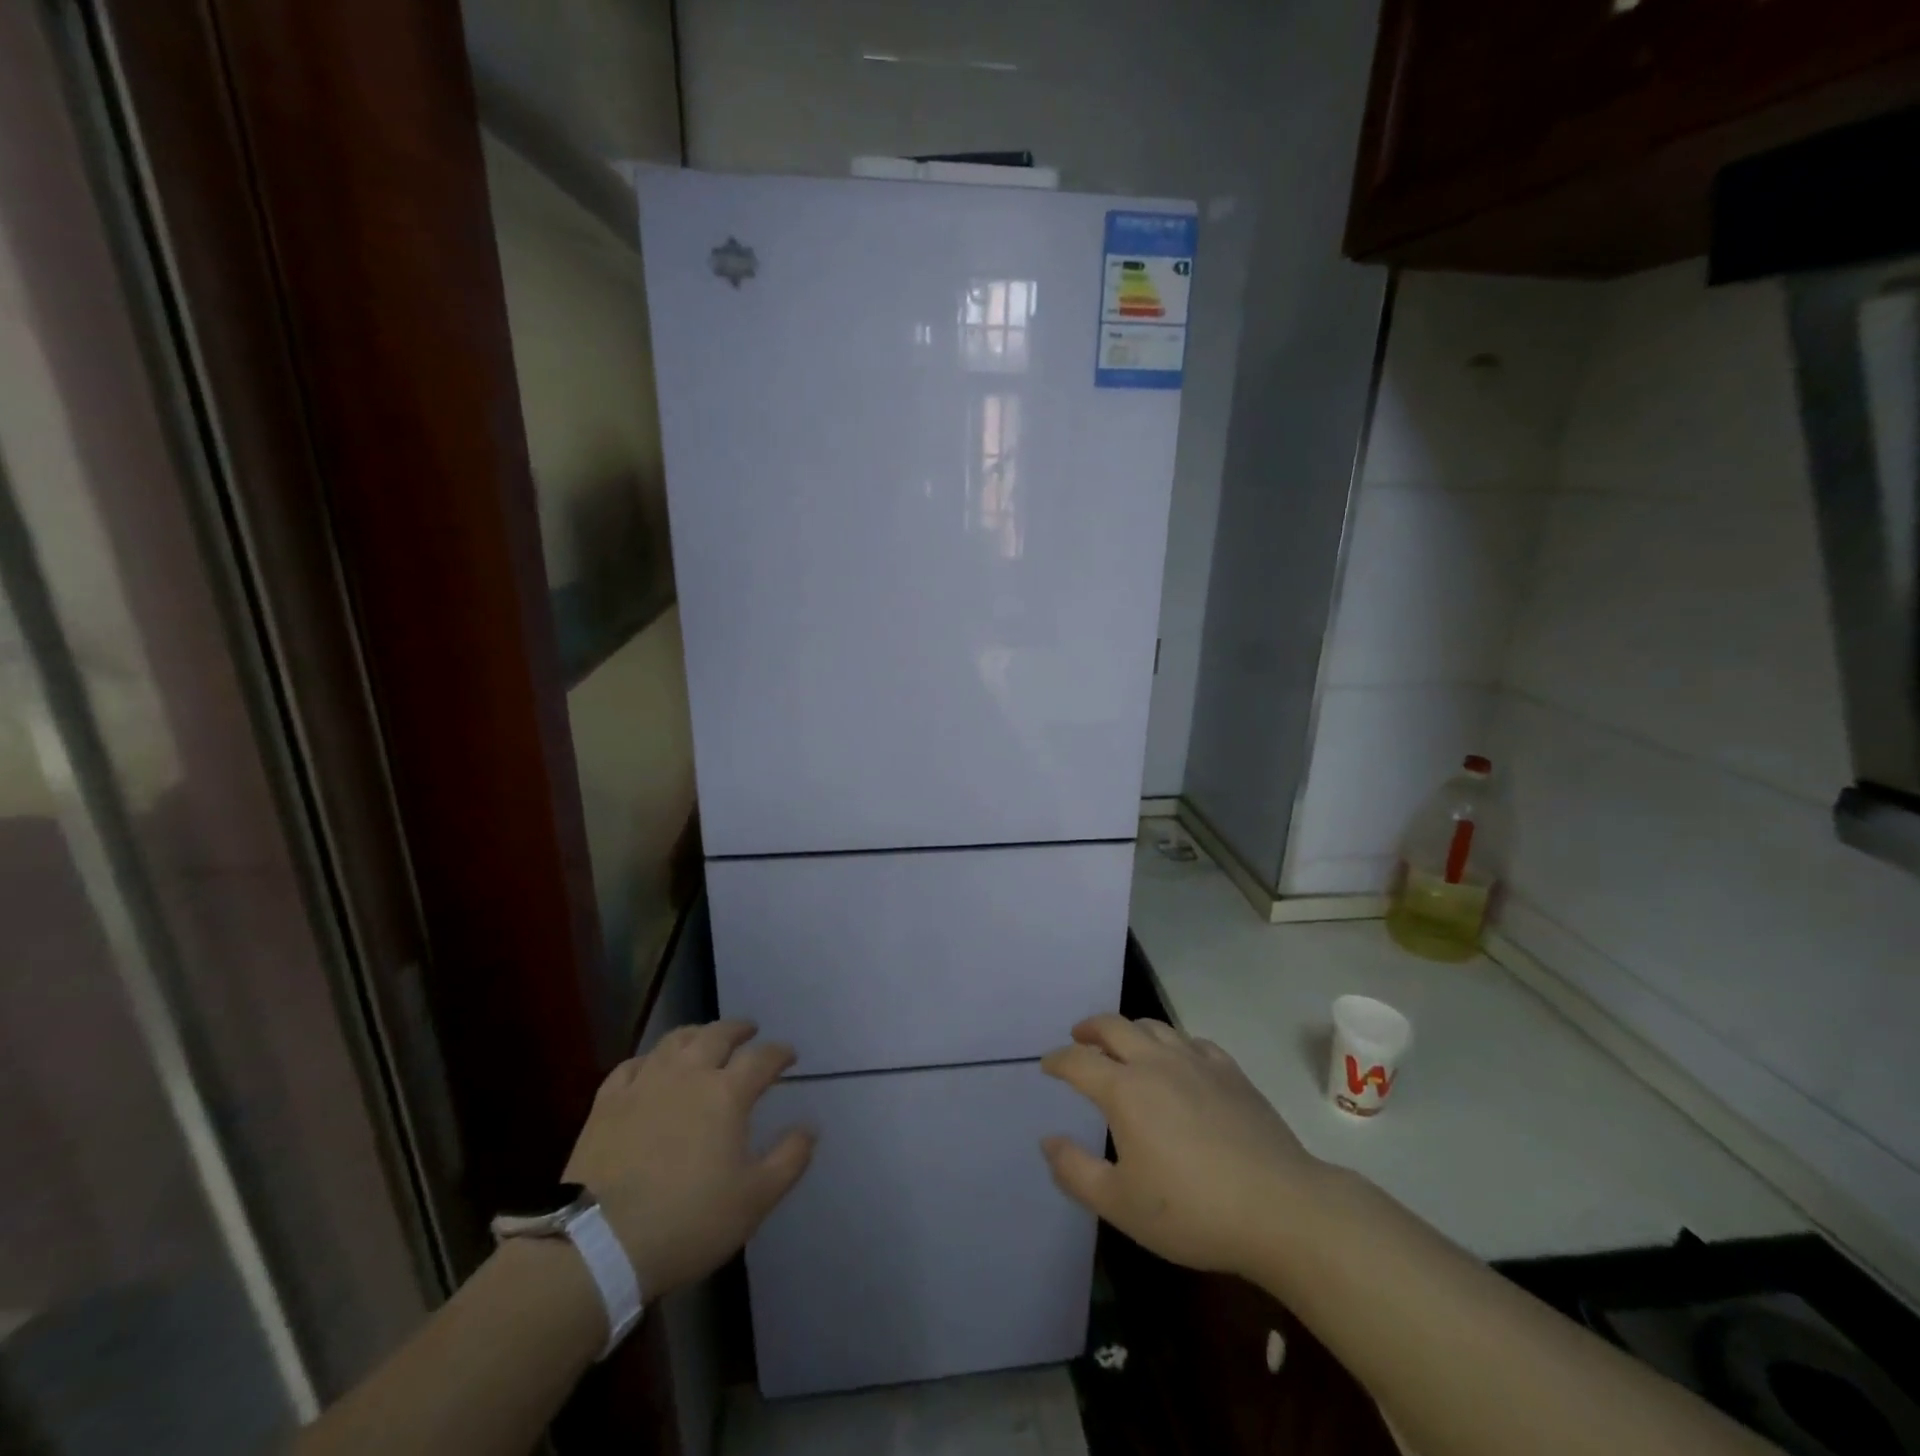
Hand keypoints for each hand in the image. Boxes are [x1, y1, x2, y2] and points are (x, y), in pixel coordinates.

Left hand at [564, 1020, 813, 1298]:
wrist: (599, 1244)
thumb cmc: (687, 1221)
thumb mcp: (754, 1200)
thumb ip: (789, 1159)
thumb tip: (810, 1127)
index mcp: (727, 1093)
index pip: (762, 1058)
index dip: (779, 1053)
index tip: (790, 1056)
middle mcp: (688, 1074)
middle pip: (717, 1035)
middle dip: (739, 1029)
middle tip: (750, 1031)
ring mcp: (644, 1083)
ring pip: (675, 1040)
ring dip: (697, 1033)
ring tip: (705, 1037)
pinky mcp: (607, 1102)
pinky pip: (632, 1064)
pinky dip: (650, 1058)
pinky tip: (651, 1066)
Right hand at [1040, 1014, 1323, 1279]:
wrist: (1281, 1209)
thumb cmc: (1193, 1211)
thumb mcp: (1121, 1205)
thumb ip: (1075, 1171)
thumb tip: (1048, 1141)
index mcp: (1124, 1090)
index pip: (1079, 1061)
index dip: (1058, 1060)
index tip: (1047, 1065)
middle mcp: (1156, 1062)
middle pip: (1114, 1027)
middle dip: (1090, 1028)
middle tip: (1079, 1037)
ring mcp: (1197, 1061)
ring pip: (1153, 1026)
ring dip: (1129, 1029)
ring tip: (1123, 1043)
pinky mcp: (1231, 1071)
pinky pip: (1192, 1041)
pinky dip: (1172, 1043)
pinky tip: (1178, 1059)